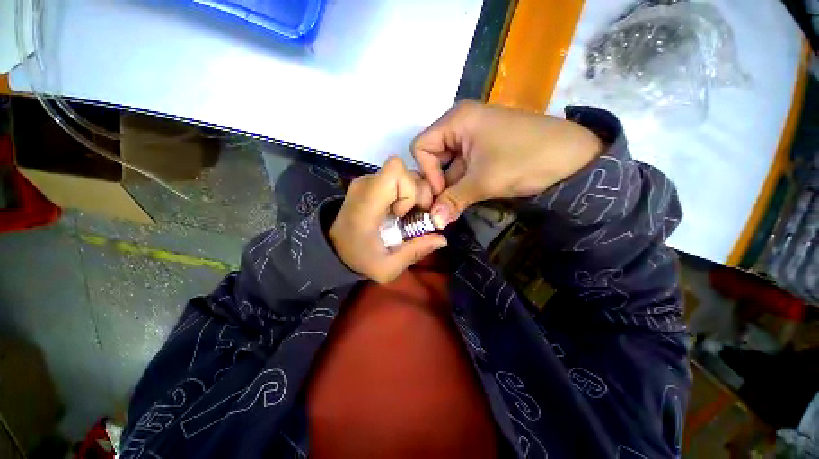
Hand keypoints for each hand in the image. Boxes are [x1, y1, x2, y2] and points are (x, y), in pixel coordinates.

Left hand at [329, 157, 447, 283]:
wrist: (334, 248)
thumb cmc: (358, 259)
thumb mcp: (387, 268)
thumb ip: (414, 252)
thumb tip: (442, 239)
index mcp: (367, 202)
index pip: (395, 171)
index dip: (409, 189)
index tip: (404, 214)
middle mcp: (367, 185)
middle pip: (404, 172)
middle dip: (417, 193)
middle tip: (412, 217)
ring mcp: (368, 182)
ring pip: (404, 174)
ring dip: (413, 194)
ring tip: (406, 215)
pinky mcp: (371, 184)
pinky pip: (397, 179)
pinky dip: (406, 193)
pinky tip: (401, 211)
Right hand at [412, 100, 603, 227]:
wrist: (576, 158)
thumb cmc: (525, 160)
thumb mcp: (484, 182)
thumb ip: (452, 201)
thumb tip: (432, 222)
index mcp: (457, 120)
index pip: (422, 147)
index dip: (427, 172)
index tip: (440, 194)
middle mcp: (461, 124)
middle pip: (433, 156)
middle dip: (438, 183)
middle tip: (445, 207)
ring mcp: (473, 137)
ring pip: (449, 165)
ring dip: (451, 187)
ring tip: (457, 205)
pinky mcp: (484, 149)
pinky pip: (463, 167)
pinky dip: (462, 184)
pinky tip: (469, 196)